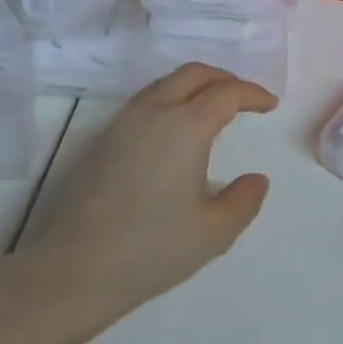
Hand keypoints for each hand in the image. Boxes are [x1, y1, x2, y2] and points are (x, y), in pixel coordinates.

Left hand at [21, 63, 274, 321]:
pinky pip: (146, 100)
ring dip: (195, 86)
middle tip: (244, 99)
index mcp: (185, 126)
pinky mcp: (102, 138)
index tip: (269, 105)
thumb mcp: (213, 233)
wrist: (72, 270)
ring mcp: (123, 122)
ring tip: (212, 111)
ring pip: (166, 83)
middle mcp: (153, 111)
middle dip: (224, 79)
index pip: (226, 92)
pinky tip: (176, 131)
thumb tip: (257, 179)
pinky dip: (172, 99)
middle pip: (194, 73)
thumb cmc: (150, 250)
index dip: (252, 93)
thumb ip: (244, 201)